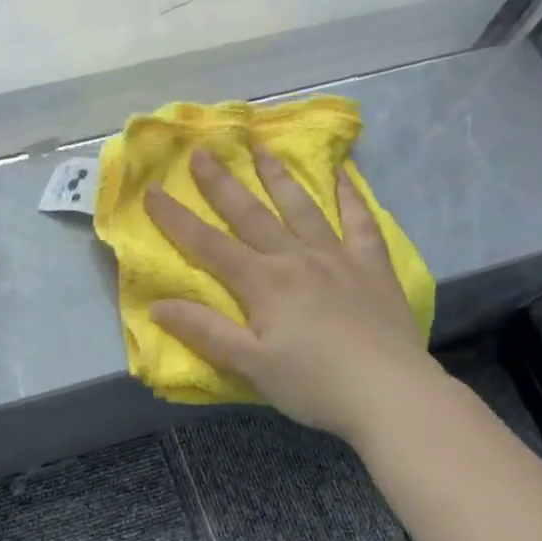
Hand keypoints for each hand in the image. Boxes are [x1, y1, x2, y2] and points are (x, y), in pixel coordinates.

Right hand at [146, 148, 436, 443]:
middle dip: (222, 184)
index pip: (208, 245)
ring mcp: (337, 258)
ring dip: (279, 177)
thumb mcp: (250, 365)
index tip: (152, 190)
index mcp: (263, 283)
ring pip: (302, 208)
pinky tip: (344, 174)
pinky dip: (350, 196)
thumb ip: (205, 332)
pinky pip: (360, 222)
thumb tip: (157, 305)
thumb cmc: (313, 384)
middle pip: (252, 215)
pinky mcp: (372, 267)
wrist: (389, 392)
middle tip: (202, 151)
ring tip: (263, 148)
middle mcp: (296, 258)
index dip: (176, 219)